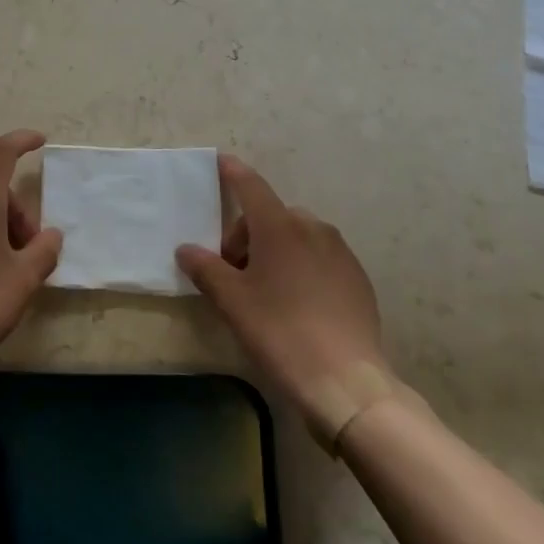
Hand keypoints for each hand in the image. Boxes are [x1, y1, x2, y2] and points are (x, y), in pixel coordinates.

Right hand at [176, 155, 393, 447]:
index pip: (251, 186)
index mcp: (280, 226)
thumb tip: (186, 249)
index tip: (221, 160)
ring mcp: (340, 252)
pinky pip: (320, 257)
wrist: (347, 383)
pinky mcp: (357, 278)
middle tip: (234, 274)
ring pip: (297, 236)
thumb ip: (206, 269)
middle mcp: (313, 228)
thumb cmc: (281, 332)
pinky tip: (297, 304)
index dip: (233, 172)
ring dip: (275, 250)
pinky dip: (301, 266)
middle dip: (247, 235)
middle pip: (270, 216)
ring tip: (265, 291)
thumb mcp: (233, 302)